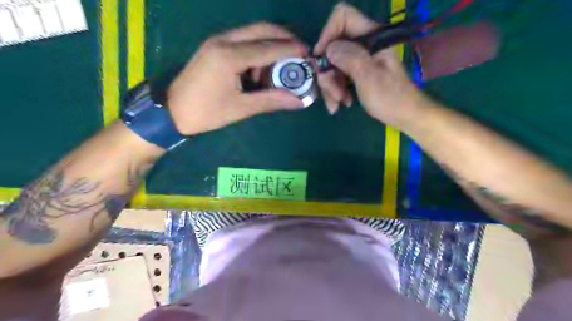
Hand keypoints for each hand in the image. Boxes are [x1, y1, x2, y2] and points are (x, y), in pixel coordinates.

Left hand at [167, 23, 306, 135]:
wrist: (172, 111)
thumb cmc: (206, 112)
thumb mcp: (241, 108)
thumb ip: (271, 101)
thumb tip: (298, 101)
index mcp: (229, 56)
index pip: (268, 48)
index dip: (291, 50)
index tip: (309, 54)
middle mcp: (223, 41)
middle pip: (261, 29)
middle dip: (284, 38)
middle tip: (300, 52)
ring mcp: (217, 41)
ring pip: (252, 33)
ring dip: (270, 46)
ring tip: (280, 68)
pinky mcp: (214, 47)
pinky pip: (242, 41)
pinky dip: (257, 52)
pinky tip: (260, 71)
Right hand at [312, 2, 429, 127]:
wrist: (404, 116)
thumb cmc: (391, 98)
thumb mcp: (369, 78)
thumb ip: (350, 58)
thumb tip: (328, 48)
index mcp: (372, 38)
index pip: (343, 17)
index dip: (328, 33)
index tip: (321, 58)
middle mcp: (363, 45)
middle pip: (333, 47)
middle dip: (328, 72)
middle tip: (334, 94)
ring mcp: (359, 60)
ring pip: (332, 65)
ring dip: (331, 86)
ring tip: (338, 104)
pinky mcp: (356, 73)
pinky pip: (338, 77)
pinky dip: (336, 91)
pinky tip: (341, 104)